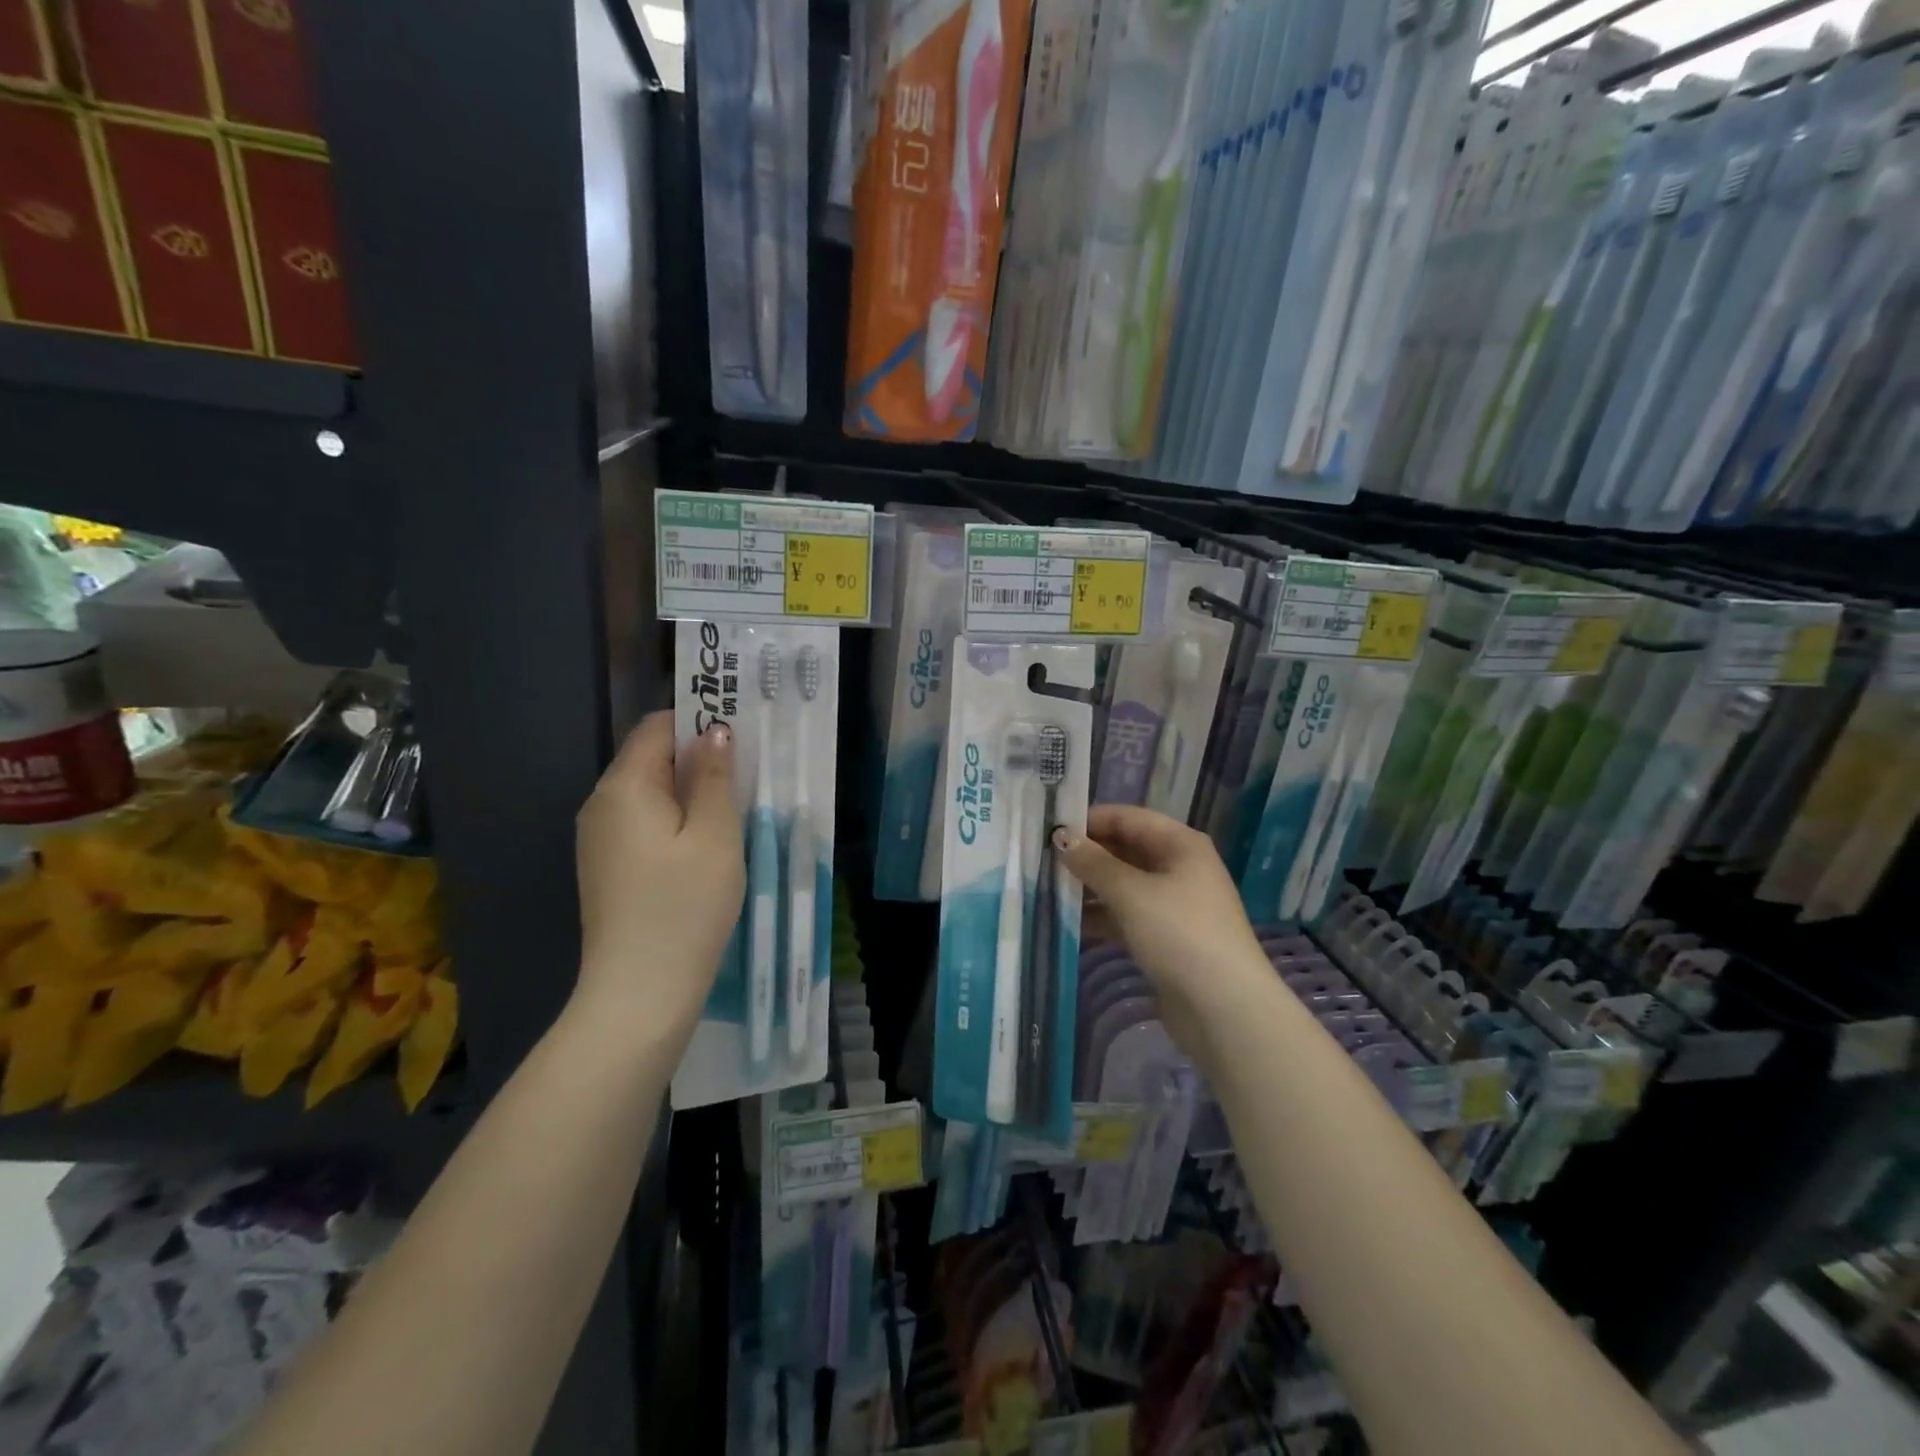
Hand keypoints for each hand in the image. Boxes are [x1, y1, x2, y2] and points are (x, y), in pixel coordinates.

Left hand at [574, 711, 742, 1035]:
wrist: (638, 994)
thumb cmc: (685, 907)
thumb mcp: (716, 836)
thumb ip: (716, 777)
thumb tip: (714, 732)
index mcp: (624, 787)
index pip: (656, 727)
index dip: (697, 719)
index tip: (741, 732)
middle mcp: (600, 804)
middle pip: (650, 758)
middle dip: (697, 756)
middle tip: (748, 771)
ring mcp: (597, 839)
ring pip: (648, 792)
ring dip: (689, 790)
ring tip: (734, 806)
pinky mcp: (605, 867)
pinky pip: (641, 822)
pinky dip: (674, 818)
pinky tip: (705, 843)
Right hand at [1053, 805, 1270, 1054]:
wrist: (1223, 1008)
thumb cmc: (1179, 934)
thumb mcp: (1131, 893)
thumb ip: (1094, 863)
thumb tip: (1062, 837)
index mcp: (1180, 844)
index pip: (1128, 817)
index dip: (1090, 820)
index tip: (1049, 828)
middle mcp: (1180, 867)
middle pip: (1126, 849)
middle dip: (1087, 854)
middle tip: (1041, 860)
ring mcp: (1174, 903)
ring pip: (1124, 884)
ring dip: (1090, 887)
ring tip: (1047, 890)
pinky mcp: (1166, 936)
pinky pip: (1127, 914)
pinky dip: (1102, 915)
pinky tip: (1070, 922)